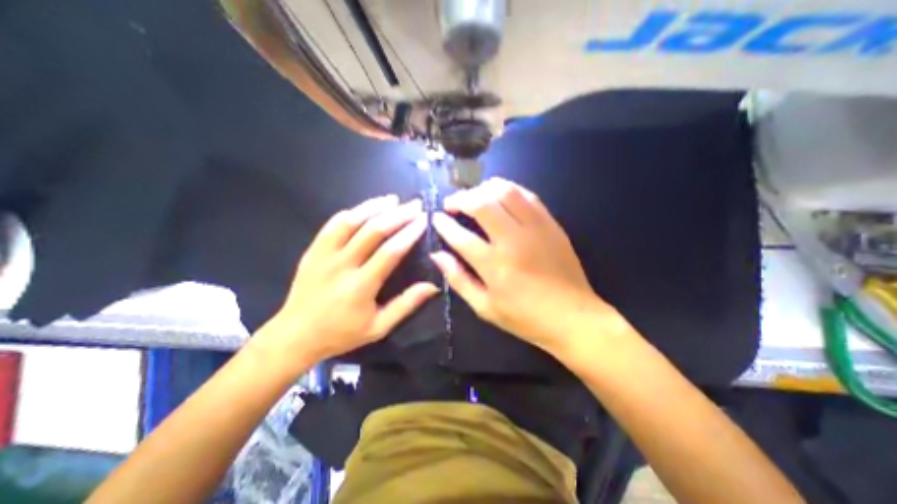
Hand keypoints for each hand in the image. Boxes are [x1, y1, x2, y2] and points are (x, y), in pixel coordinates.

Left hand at [254, 195, 440, 367]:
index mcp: (360, 286)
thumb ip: (406, 304)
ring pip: (351, 222)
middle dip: (398, 214)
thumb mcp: (379, 327)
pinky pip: (332, 225)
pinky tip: (365, 209)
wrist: (295, 336)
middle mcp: (341, 265)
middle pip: (372, 231)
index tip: (423, 220)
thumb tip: (433, 286)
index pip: (390, 252)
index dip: (409, 233)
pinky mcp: (312, 251)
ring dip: (374, 207)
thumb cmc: (342, 334)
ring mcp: (323, 255)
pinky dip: (351, 213)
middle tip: (415, 205)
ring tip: (393, 199)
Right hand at [431, 180, 625, 355]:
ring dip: (483, 189)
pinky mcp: (551, 224)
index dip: (443, 224)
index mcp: (494, 265)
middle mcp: (513, 240)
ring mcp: (535, 228)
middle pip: (482, 204)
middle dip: (460, 199)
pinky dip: (509, 189)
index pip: (461, 236)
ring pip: (505, 192)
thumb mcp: (485, 307)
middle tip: (451, 204)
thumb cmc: (524, 317)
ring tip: (474, 196)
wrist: (573, 316)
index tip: (436, 218)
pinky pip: (527, 195)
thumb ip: (459, 279)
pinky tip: (500, 195)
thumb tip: (437, 255)